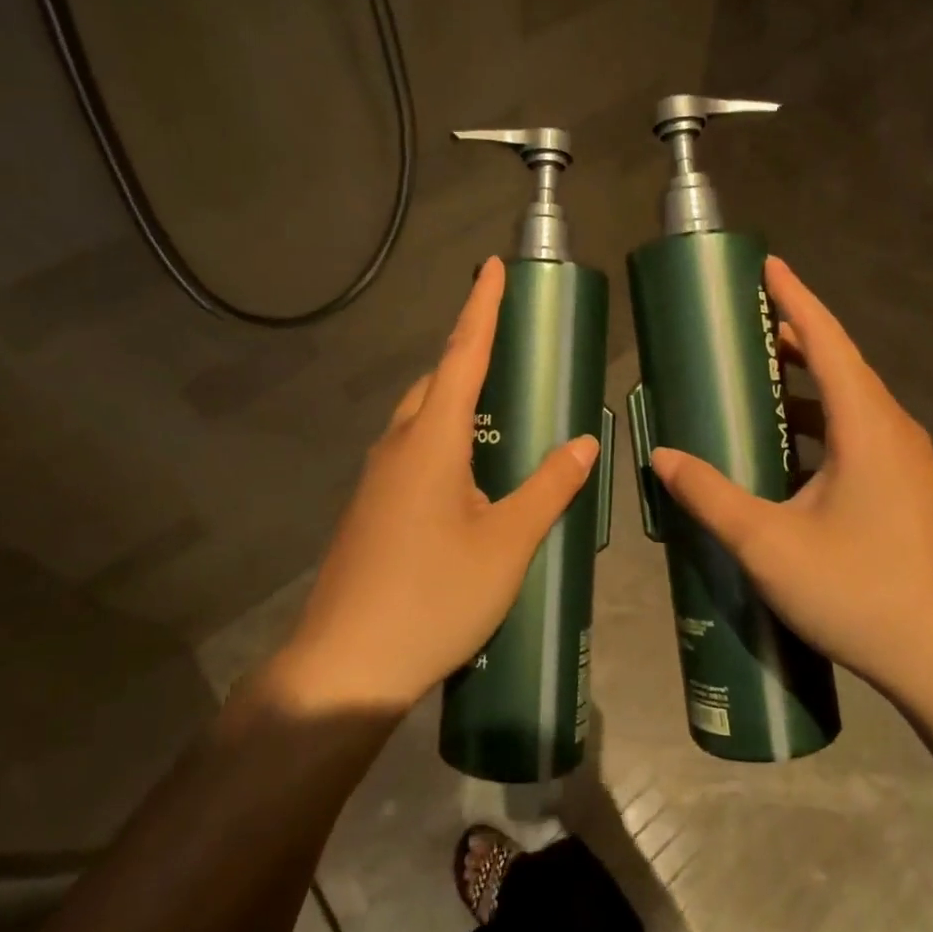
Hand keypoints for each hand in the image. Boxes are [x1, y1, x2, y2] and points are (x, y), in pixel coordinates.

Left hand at [273, 258, 599, 714]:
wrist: (345, 666)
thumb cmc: (433, 597)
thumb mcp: (507, 544)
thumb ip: (548, 488)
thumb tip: (586, 442)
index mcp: (431, 440)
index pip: (462, 354)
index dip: (481, 307)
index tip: (492, 265)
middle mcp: (397, 446)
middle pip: (435, 381)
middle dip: (468, 352)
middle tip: (508, 345)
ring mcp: (377, 478)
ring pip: (419, 417)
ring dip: (453, 397)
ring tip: (497, 406)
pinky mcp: (371, 508)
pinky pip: (411, 450)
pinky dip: (442, 437)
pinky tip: (467, 472)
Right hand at [648, 258, 932, 704]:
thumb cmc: (860, 591)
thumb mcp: (769, 544)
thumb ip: (711, 496)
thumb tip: (663, 457)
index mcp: (868, 426)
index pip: (828, 340)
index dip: (796, 298)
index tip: (767, 265)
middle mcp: (895, 431)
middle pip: (841, 365)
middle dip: (794, 339)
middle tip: (744, 326)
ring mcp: (910, 463)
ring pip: (852, 403)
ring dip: (807, 385)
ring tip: (758, 381)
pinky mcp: (911, 491)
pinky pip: (861, 435)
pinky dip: (822, 424)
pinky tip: (789, 451)